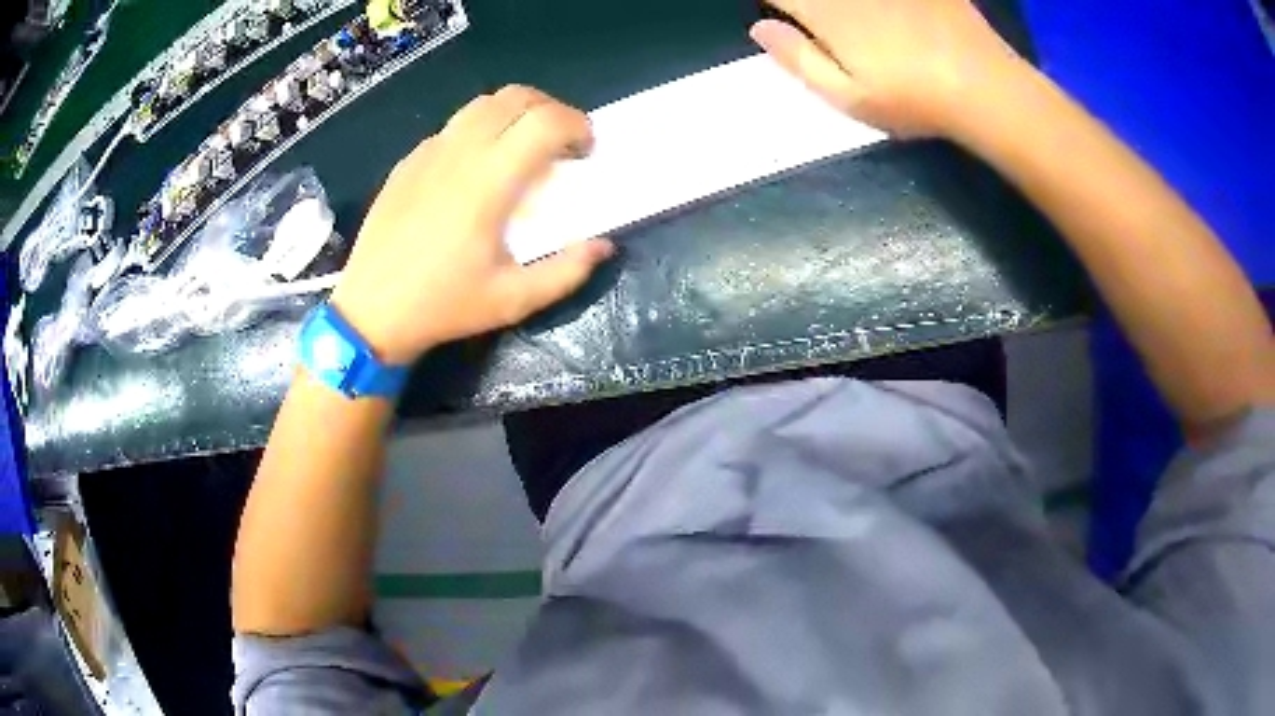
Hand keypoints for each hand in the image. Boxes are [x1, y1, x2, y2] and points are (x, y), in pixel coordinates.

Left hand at [329, 86, 613, 363]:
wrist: (370, 312)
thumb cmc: (443, 307)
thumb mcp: (513, 300)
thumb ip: (566, 271)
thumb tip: (602, 245)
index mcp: (489, 182)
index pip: (545, 121)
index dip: (577, 126)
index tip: (586, 152)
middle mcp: (459, 153)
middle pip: (516, 97)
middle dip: (551, 110)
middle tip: (561, 144)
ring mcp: (428, 153)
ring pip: (481, 104)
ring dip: (515, 113)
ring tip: (523, 147)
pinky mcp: (408, 162)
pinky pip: (452, 127)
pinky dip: (479, 131)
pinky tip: (476, 168)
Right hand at [751, 0, 1024, 137]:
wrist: (984, 87)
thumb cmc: (913, 100)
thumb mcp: (848, 97)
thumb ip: (797, 59)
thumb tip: (759, 28)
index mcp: (825, 12)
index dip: (777, 3)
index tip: (781, 13)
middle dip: (809, 2)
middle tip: (817, 18)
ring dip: (846, 3)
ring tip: (855, 20)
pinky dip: (885, 2)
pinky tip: (889, 13)